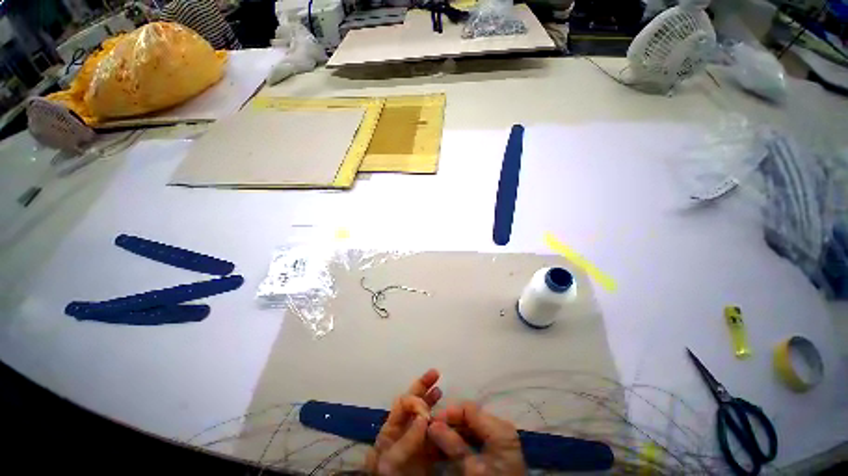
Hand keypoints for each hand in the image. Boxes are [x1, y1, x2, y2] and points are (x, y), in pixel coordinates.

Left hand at [365, 369, 442, 474]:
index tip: (427, 403)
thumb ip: (407, 438)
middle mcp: (404, 430)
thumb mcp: (391, 460)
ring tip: (441, 390)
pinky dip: (444, 426)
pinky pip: (436, 435)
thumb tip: (424, 415)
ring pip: (426, 416)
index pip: (404, 403)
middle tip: (435, 373)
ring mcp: (416, 441)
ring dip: (433, 402)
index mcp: (392, 428)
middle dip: (424, 387)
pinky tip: (452, 421)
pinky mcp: (427, 454)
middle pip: (414, 403)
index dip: (415, 398)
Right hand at [428, 402, 525, 475]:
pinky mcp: (496, 450)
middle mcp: (500, 427)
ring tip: (433, 442)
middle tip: (429, 434)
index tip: (429, 423)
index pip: (468, 408)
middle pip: (469, 417)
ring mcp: (499, 438)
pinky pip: (475, 439)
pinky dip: (460, 443)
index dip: (448, 413)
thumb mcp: (471, 468)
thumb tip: (431, 425)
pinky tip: (446, 450)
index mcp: (499, 428)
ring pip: (470, 428)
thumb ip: (452, 444)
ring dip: (452, 434)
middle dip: (448, 424)